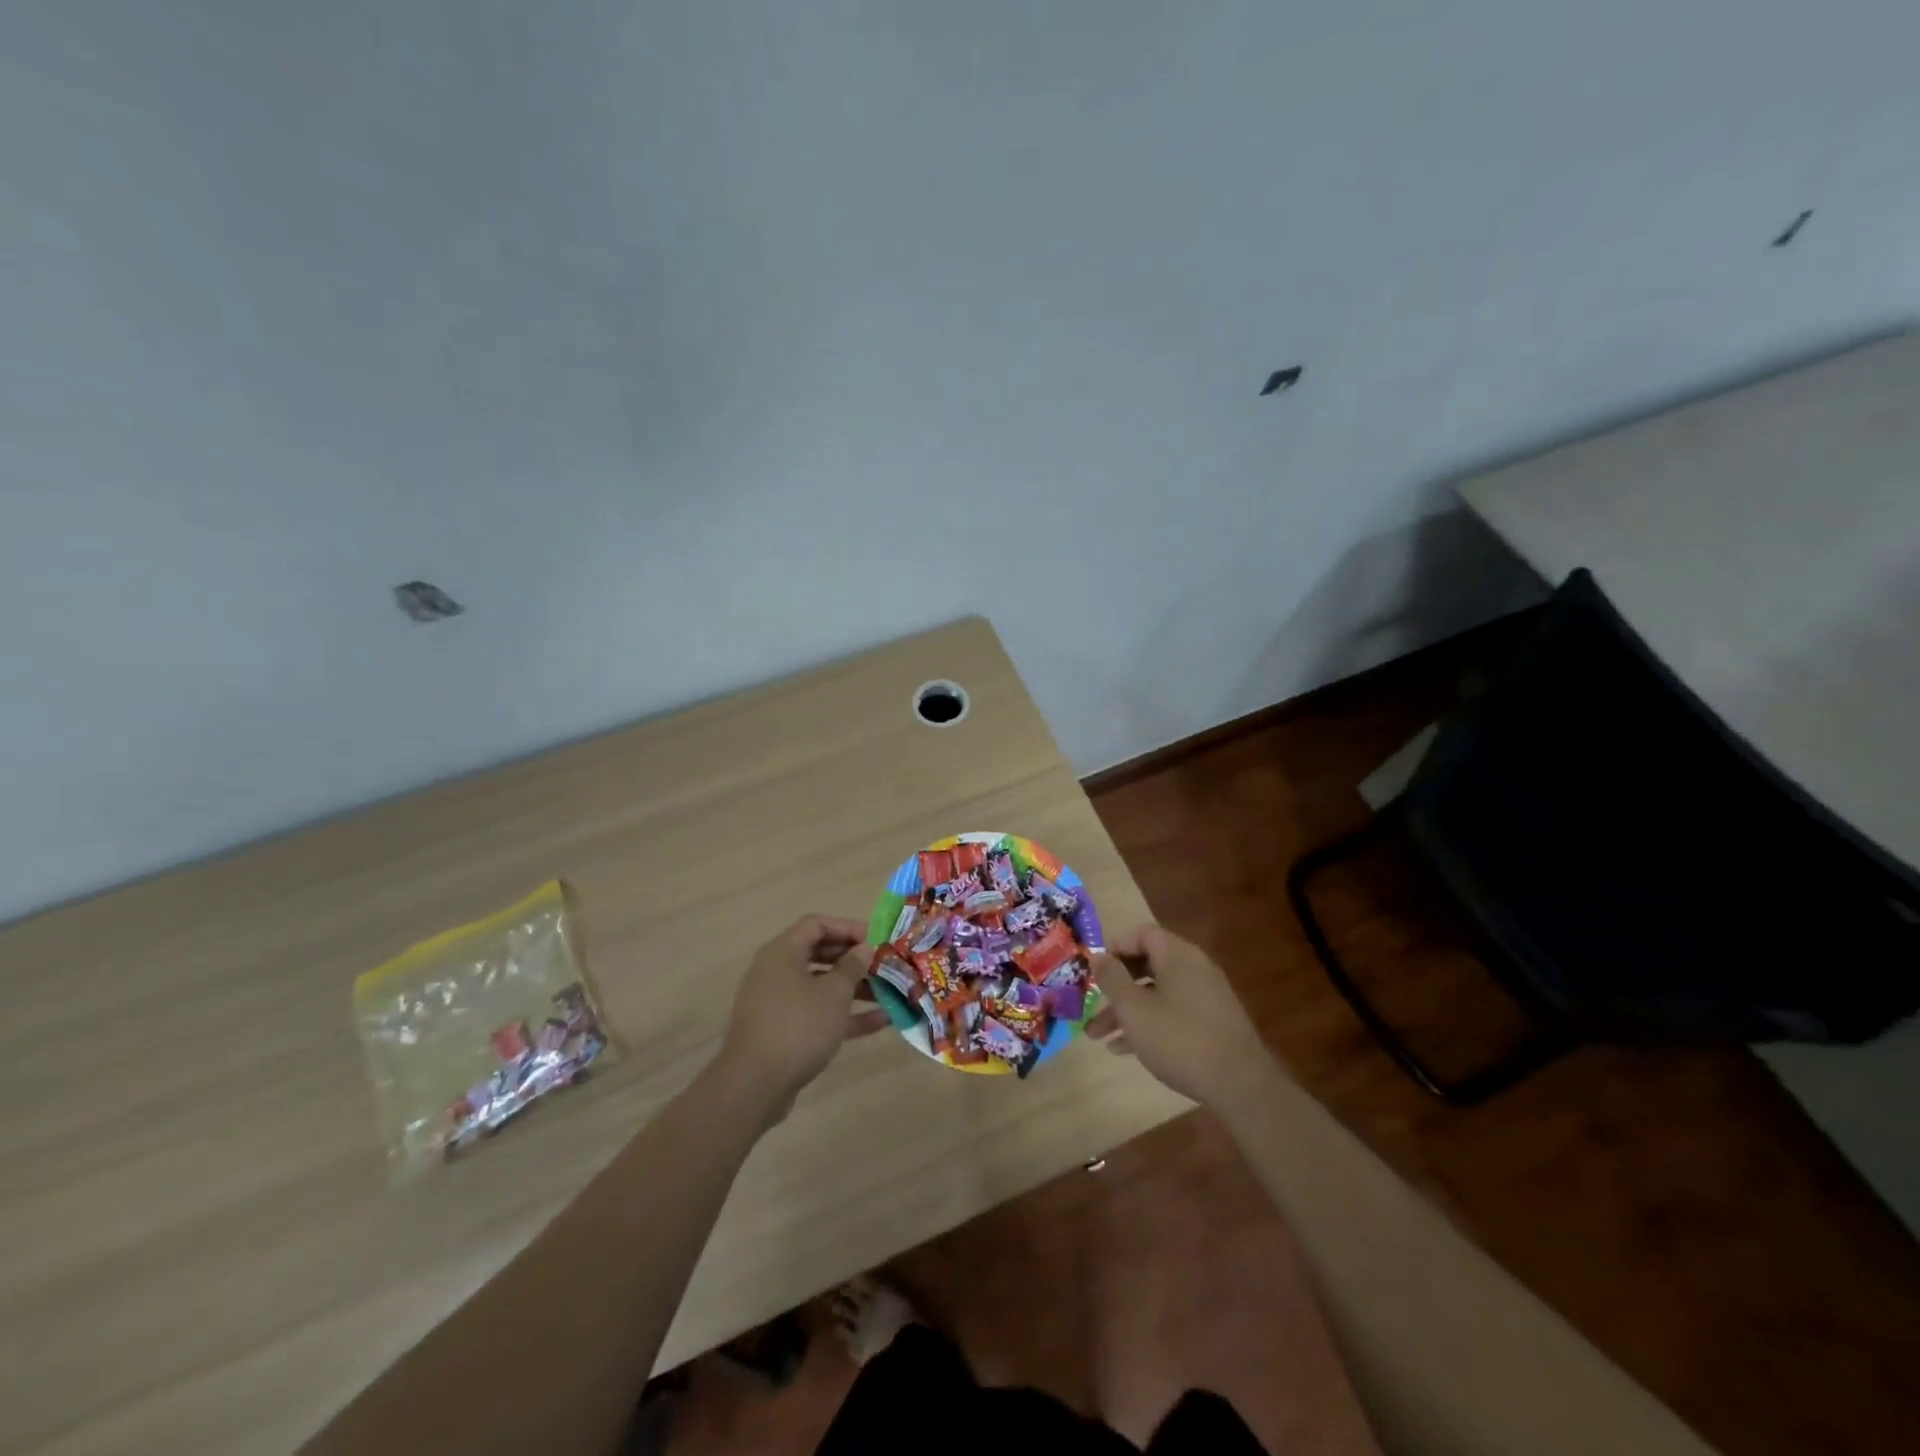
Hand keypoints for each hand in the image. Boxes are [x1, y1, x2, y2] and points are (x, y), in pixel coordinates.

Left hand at [718, 915, 890, 1114]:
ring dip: (854, 988)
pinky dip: (844, 1014)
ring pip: (820, 986)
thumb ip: (852, 966)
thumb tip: (863, 948)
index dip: (848, 927)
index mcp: (783, 953)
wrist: (755, 1085)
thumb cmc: (798, 1026)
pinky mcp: (783, 1030)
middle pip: (819, 953)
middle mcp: (777, 971)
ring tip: (888, 993)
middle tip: (883, 965)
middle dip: (854, 960)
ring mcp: (778, 1002)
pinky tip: (880, 1022)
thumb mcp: (833, 993)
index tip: (876, 940)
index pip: (817, 924)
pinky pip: (817, 1012)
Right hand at [1087, 924, 1275, 1111]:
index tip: (1094, 969)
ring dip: (1126, 1011)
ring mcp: (1206, 997)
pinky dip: (1149, 1024)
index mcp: (1178, 956)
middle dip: (1115, 986)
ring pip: (1157, 994)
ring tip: (1097, 1036)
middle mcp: (1194, 968)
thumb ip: (1112, 979)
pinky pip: (1172, 1013)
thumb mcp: (1134, 1009)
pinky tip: (1124, 1049)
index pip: (1143, 934)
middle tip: (1091, 1001)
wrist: (1240, 1085)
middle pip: (1147, 965)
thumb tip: (1097, 956)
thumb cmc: (1179, 1039)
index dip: (1116, 947)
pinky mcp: (1211, 1023)